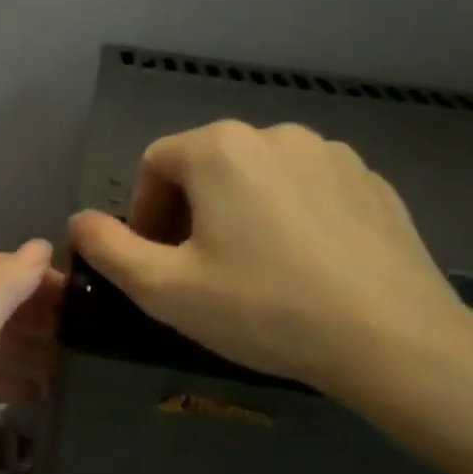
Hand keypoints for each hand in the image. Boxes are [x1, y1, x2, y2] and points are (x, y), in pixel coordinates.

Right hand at [68, 121, 472, 399]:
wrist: (393, 340)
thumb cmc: (264, 309)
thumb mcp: (164, 289)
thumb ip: (109, 248)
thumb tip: (79, 221)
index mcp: (221, 149)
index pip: (155, 164)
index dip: (142, 212)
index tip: (155, 261)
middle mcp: (276, 133)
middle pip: (207, 166)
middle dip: (189, 213)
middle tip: (198, 270)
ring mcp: (333, 154)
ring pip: (259, 177)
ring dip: (239, 213)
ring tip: (253, 270)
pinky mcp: (373, 182)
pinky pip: (308, 190)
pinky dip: (289, 217)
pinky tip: (303, 267)